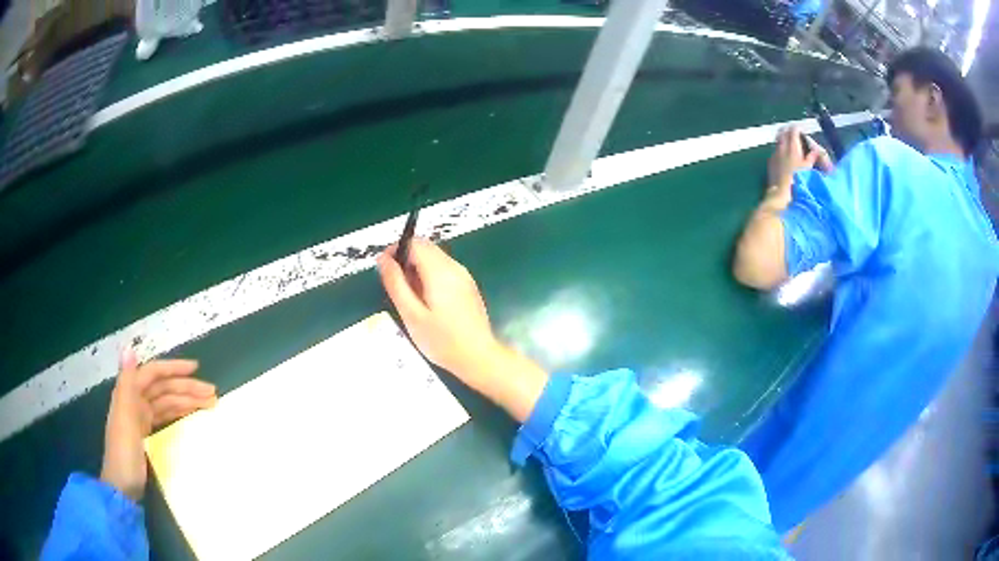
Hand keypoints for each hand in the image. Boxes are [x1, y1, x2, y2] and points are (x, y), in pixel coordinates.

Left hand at [101, 349, 215, 500]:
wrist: (122, 489)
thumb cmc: (124, 455)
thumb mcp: (124, 419)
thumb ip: (126, 385)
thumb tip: (128, 348)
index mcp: (129, 395)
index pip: (153, 374)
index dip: (173, 369)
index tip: (196, 369)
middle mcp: (134, 402)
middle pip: (163, 388)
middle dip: (186, 387)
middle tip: (212, 393)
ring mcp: (140, 419)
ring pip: (166, 403)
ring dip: (186, 401)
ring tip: (208, 404)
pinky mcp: (145, 435)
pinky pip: (164, 417)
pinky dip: (178, 414)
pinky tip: (189, 415)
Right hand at [378, 239, 496, 378]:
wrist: (479, 358)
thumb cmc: (442, 340)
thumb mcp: (411, 314)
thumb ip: (395, 284)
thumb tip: (382, 259)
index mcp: (440, 270)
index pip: (415, 243)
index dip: (396, 250)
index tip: (384, 270)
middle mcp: (454, 267)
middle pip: (426, 248)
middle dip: (406, 260)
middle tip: (395, 287)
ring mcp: (464, 276)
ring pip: (435, 259)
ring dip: (417, 269)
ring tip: (409, 299)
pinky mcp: (468, 286)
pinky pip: (444, 271)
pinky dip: (430, 277)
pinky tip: (427, 303)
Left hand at [768, 127, 830, 192]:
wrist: (781, 191)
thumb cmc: (798, 179)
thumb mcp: (808, 168)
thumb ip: (811, 157)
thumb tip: (815, 150)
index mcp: (793, 146)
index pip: (793, 130)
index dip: (797, 128)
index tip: (799, 128)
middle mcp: (782, 147)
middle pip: (783, 131)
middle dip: (788, 130)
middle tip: (792, 132)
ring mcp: (775, 153)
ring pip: (777, 139)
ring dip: (782, 137)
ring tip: (787, 140)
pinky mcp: (770, 160)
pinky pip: (774, 149)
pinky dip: (779, 148)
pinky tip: (782, 153)